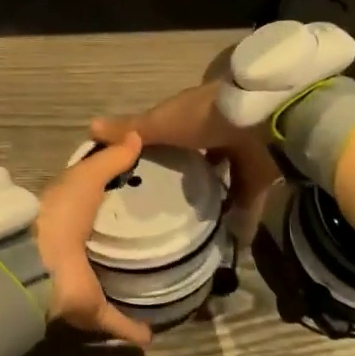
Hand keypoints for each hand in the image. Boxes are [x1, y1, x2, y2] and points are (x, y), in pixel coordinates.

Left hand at [35, 132, 152, 347]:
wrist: (38, 261)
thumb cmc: (60, 213)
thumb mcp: (85, 176)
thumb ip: (110, 159)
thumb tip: (137, 135)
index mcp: (70, 218)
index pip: (94, 208)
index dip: (113, 202)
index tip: (143, 198)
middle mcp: (75, 251)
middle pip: (101, 248)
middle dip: (121, 247)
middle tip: (158, 242)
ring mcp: (82, 282)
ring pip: (108, 286)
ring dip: (126, 289)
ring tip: (158, 286)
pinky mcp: (90, 309)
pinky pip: (114, 322)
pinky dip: (131, 331)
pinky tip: (152, 337)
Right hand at [91, 82, 280, 215]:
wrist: (264, 117)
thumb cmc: (206, 116)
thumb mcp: (162, 123)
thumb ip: (131, 129)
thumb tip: (89, 126)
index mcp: (193, 114)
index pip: (173, 128)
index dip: (161, 145)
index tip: (145, 169)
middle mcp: (218, 130)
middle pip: (201, 154)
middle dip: (188, 175)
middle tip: (167, 203)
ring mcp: (244, 151)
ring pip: (226, 176)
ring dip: (214, 197)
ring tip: (192, 225)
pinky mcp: (264, 173)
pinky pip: (250, 198)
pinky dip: (242, 219)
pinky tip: (229, 241)